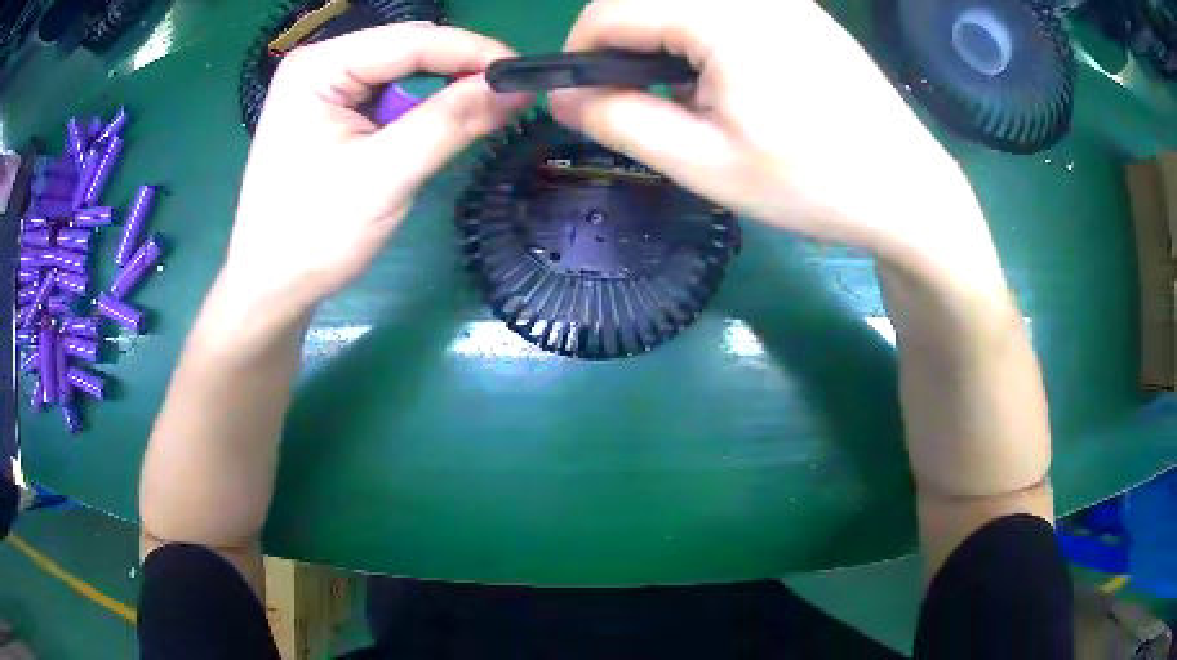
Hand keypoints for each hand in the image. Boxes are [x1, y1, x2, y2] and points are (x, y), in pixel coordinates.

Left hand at [226, 24, 529, 318]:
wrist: (273, 288)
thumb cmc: (314, 235)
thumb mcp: (384, 175)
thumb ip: (449, 123)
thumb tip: (514, 88)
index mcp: (318, 67)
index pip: (411, 41)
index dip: (473, 52)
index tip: (525, 75)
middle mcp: (320, 65)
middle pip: (407, 50)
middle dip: (461, 70)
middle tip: (513, 96)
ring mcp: (324, 88)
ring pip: (402, 72)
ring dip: (445, 90)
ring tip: (487, 111)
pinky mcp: (331, 113)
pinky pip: (389, 97)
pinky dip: (423, 109)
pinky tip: (445, 123)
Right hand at [549, 0, 992, 269]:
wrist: (908, 191)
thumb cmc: (813, 184)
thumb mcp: (704, 163)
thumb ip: (619, 122)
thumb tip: (561, 98)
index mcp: (722, 15)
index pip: (610, 9)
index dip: (579, 53)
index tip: (582, 99)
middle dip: (619, 47)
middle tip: (634, 104)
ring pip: (684, 4)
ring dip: (660, 43)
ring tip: (683, 99)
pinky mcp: (800, 11)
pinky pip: (723, 9)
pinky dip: (699, 38)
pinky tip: (724, 81)